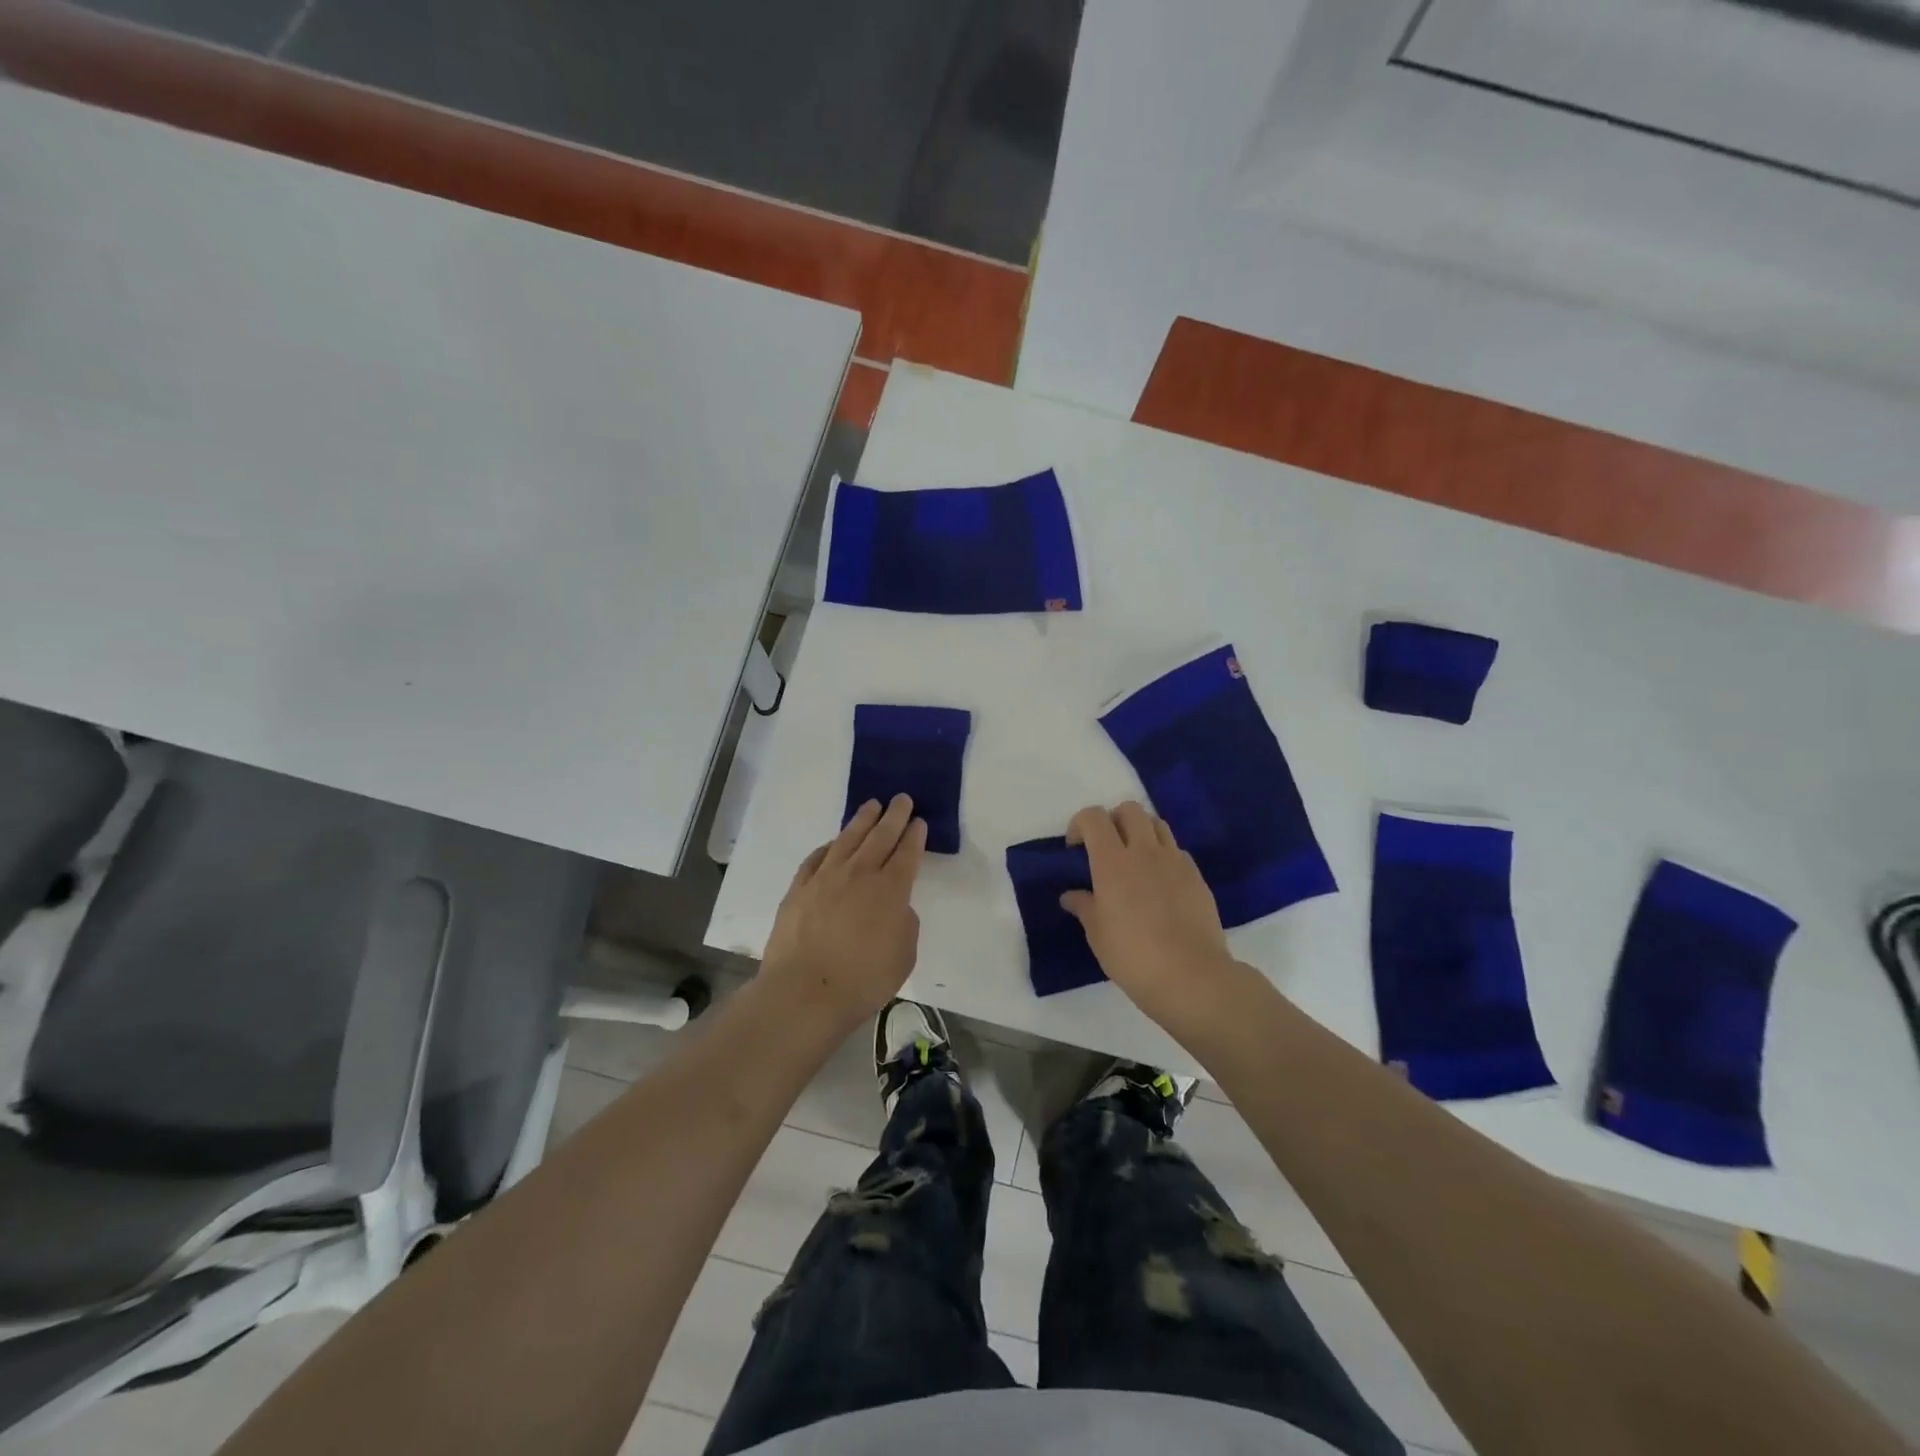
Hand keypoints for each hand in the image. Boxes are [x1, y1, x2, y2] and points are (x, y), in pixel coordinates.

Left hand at [760, 795, 926, 1029]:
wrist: (804, 992)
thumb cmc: (863, 980)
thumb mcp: (904, 955)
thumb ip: (904, 923)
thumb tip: (895, 907)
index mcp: (890, 890)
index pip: (907, 854)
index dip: (914, 835)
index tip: (918, 820)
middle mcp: (859, 874)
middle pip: (880, 837)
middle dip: (893, 816)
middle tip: (901, 798)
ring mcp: (825, 878)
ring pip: (847, 839)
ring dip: (862, 820)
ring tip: (871, 805)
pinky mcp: (798, 889)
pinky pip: (816, 858)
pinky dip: (828, 847)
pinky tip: (833, 843)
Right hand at [1061, 801, 1241, 1030]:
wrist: (1192, 977)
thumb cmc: (1134, 957)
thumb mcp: (1097, 935)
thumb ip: (1084, 906)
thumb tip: (1072, 895)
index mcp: (1112, 861)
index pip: (1093, 817)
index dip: (1080, 824)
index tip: (1075, 849)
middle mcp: (1144, 851)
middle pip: (1129, 810)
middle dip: (1113, 821)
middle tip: (1106, 850)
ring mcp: (1175, 862)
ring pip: (1157, 824)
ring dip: (1141, 832)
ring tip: (1134, 861)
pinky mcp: (1197, 877)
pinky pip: (1177, 851)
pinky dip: (1164, 856)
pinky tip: (1160, 884)